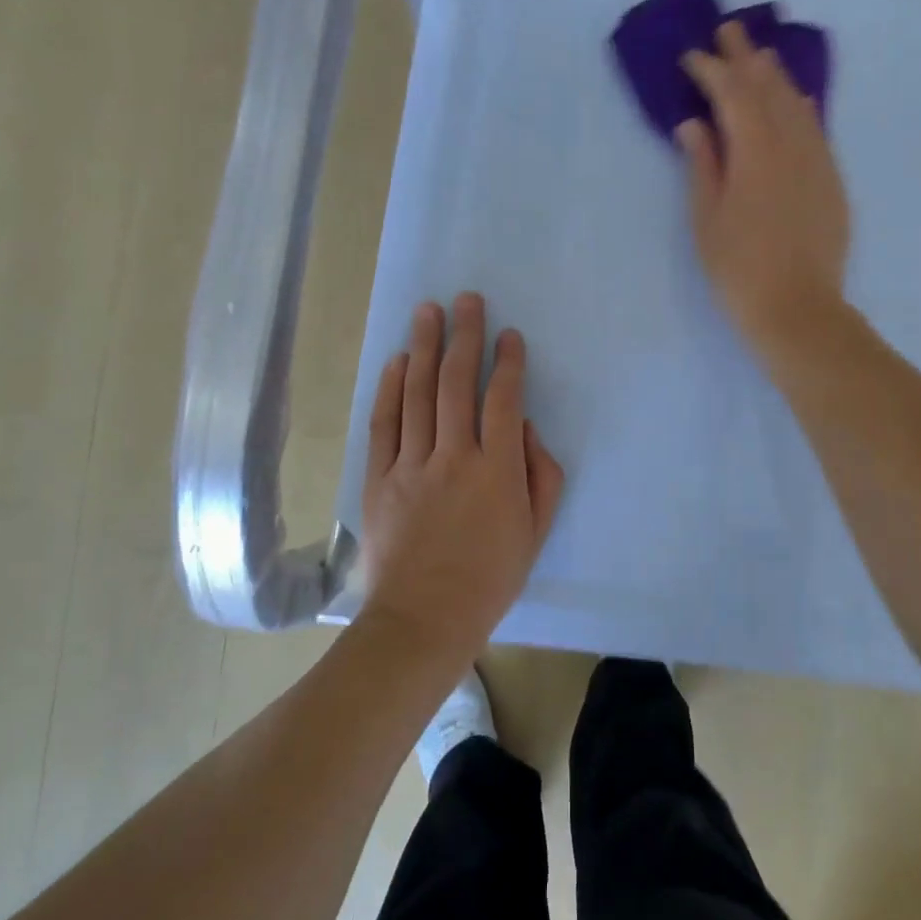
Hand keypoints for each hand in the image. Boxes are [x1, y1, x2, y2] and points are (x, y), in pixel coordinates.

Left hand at [358, 293, 564, 657]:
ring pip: (416, 393)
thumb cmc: (490, 578)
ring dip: (423, 347)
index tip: (510, 336)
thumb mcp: (536, 532)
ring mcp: (411, 465)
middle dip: (463, 336)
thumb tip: (526, 430)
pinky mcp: (379, 479)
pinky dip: (389, 388)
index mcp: (497, 470)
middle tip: (466, 300)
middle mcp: (453, 456)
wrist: (424, 619)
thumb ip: (541, 475)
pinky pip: (384, 423)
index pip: (504, 400)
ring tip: (427, 311)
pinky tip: (395, 361)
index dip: (508, 363)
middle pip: (455, 383)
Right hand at [678, 20, 851, 362]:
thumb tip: (694, 124)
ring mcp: (817, 160)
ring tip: (761, 55)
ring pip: (797, 103)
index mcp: (754, 152)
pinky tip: (796, 100)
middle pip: (768, 87)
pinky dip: (802, 106)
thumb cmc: (739, 270)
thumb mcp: (707, 220)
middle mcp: (791, 144)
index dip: (710, 71)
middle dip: (746, 57)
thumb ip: (702, 165)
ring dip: (776, 75)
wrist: (798, 309)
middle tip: (729, 30)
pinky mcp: (832, 180)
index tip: (691, 57)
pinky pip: (817, 127)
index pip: (732, 94)